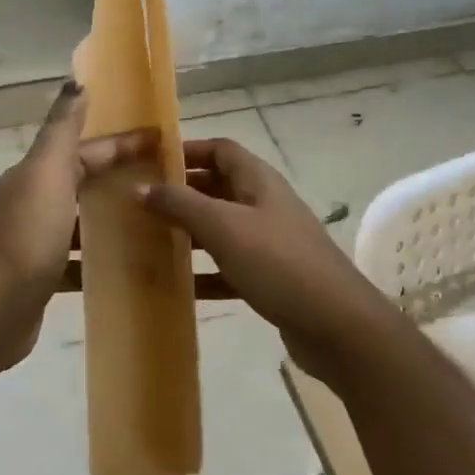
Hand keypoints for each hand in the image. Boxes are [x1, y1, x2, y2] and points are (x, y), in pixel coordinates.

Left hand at [0, 83, 154, 361]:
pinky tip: (131, 266)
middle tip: (168, 183)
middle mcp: (35, 202)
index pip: (86, 150)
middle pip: (85, 182)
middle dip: (122, 177)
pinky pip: (80, 259)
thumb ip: (62, 130)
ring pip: (83, 220)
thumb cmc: (27, 235)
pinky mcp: (44, 276)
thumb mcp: (46, 173)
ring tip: (158, 223)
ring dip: (114, 217)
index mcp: (37, 175)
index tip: (164, 143)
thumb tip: (75, 82)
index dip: (123, 144)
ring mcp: (38, 241)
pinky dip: (102, 258)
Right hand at [139, 138, 399, 378]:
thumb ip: (180, 204)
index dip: (187, 149)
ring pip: (220, 229)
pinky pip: (228, 268)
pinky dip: (204, 273)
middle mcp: (264, 205)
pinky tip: (176, 286)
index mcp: (258, 182)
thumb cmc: (278, 263)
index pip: (220, 150)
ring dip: (188, 233)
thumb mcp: (224, 227)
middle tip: (138, 203)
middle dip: (180, 193)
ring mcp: (268, 243)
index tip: (149, 162)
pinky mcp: (269, 278)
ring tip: (147, 240)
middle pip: (217, 188)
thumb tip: (139, 187)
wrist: (336, 325)